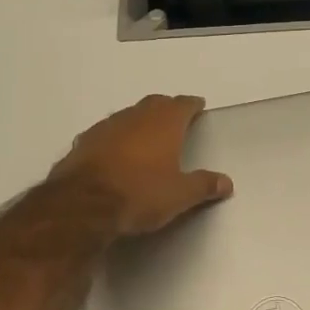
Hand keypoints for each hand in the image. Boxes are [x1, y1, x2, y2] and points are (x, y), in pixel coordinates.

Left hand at [50, 94, 232, 236]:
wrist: (83, 205)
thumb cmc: (140, 194)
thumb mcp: (180, 195)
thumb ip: (204, 185)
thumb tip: (227, 182)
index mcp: (164, 123)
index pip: (182, 104)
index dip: (192, 105)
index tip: (198, 106)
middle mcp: (135, 117)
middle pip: (154, 104)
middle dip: (166, 108)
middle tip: (175, 118)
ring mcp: (105, 127)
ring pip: (128, 116)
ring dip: (139, 122)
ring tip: (146, 135)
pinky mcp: (83, 143)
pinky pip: (106, 133)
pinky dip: (115, 138)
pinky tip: (115, 152)